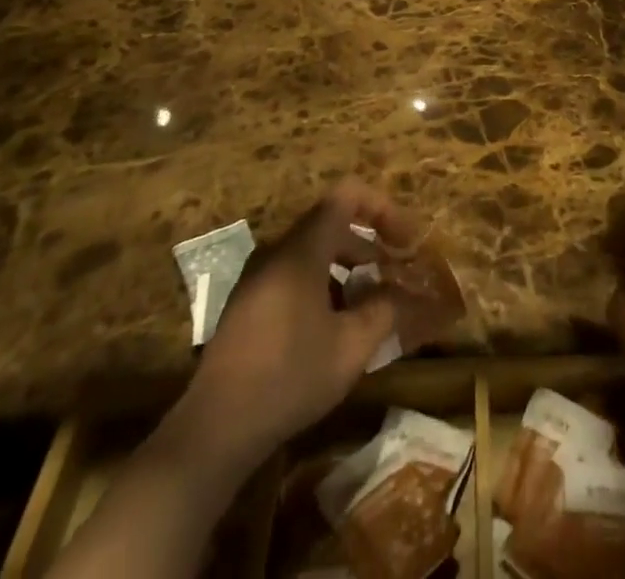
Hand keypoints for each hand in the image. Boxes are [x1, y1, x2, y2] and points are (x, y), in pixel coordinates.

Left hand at [177, 180, 417, 473]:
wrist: (215, 429)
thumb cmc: (289, 377)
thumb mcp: (351, 346)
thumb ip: (385, 310)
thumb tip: (409, 293)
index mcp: (302, 249)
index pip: (347, 196)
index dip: (382, 208)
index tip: (406, 240)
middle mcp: (277, 251)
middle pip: (332, 224)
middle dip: (370, 243)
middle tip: (396, 273)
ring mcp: (258, 277)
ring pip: (313, 252)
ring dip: (348, 267)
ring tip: (372, 303)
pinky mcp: (247, 304)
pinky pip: (294, 275)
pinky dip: (324, 284)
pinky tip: (336, 326)